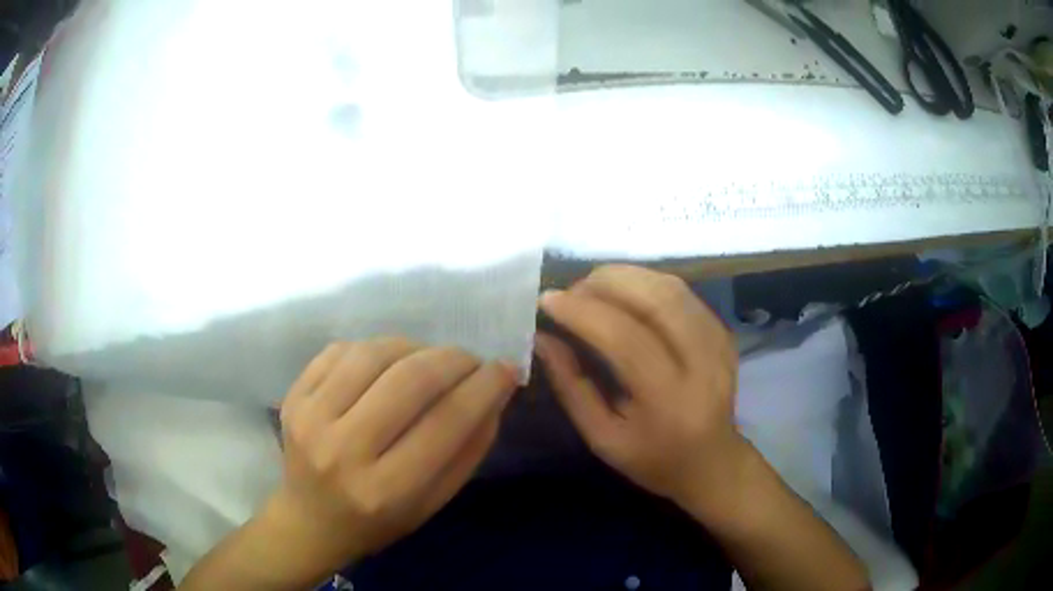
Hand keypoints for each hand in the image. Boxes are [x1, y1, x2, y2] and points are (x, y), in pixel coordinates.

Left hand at [273, 339, 517, 565]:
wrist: (309, 522)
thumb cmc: (378, 522)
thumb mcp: (433, 503)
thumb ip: (468, 451)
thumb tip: (495, 393)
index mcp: (385, 490)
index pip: (446, 422)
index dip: (484, 387)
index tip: (505, 370)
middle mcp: (343, 451)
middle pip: (409, 380)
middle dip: (453, 359)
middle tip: (471, 360)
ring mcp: (310, 418)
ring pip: (374, 354)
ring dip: (415, 346)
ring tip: (431, 359)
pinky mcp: (293, 397)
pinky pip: (341, 350)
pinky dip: (375, 347)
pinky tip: (388, 361)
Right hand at [535, 265, 742, 513]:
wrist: (711, 463)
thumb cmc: (652, 459)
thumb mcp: (602, 437)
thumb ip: (571, 387)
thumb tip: (543, 338)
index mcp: (670, 401)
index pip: (625, 339)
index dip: (583, 312)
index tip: (548, 299)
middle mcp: (703, 364)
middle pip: (656, 300)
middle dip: (605, 283)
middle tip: (571, 290)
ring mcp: (719, 344)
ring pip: (671, 288)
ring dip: (626, 277)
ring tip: (592, 287)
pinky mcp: (723, 333)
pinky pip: (682, 293)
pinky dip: (647, 283)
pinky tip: (624, 293)